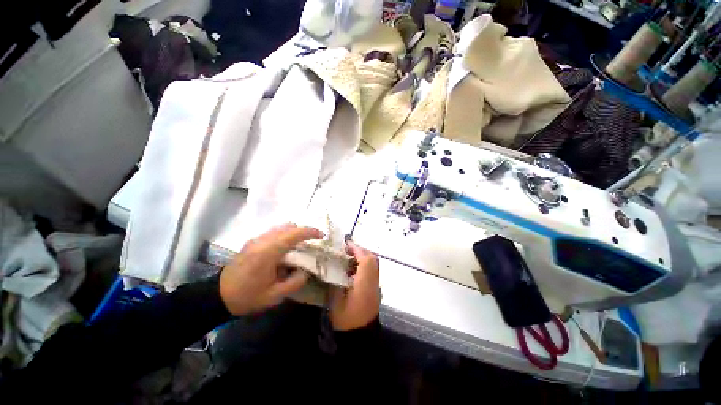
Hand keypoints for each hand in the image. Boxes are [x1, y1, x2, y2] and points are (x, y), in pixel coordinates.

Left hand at [220, 224, 323, 315]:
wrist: (218, 296)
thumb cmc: (247, 297)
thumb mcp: (275, 296)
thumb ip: (295, 281)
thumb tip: (306, 270)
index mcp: (268, 252)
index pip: (294, 234)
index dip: (310, 232)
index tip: (322, 236)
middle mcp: (262, 241)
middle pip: (289, 227)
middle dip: (304, 232)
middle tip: (311, 244)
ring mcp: (256, 239)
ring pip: (281, 228)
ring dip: (294, 233)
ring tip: (300, 247)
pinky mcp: (253, 241)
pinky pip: (274, 232)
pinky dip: (285, 236)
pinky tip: (285, 250)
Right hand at [330, 241, 380, 330]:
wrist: (362, 338)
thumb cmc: (347, 321)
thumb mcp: (336, 302)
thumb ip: (335, 282)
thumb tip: (332, 267)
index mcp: (364, 284)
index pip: (366, 260)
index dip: (357, 249)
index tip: (346, 244)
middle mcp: (374, 281)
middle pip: (372, 259)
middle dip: (360, 250)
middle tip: (346, 250)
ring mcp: (376, 285)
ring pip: (373, 263)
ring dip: (362, 256)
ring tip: (348, 256)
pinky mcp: (375, 288)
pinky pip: (372, 270)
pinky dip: (364, 264)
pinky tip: (352, 268)